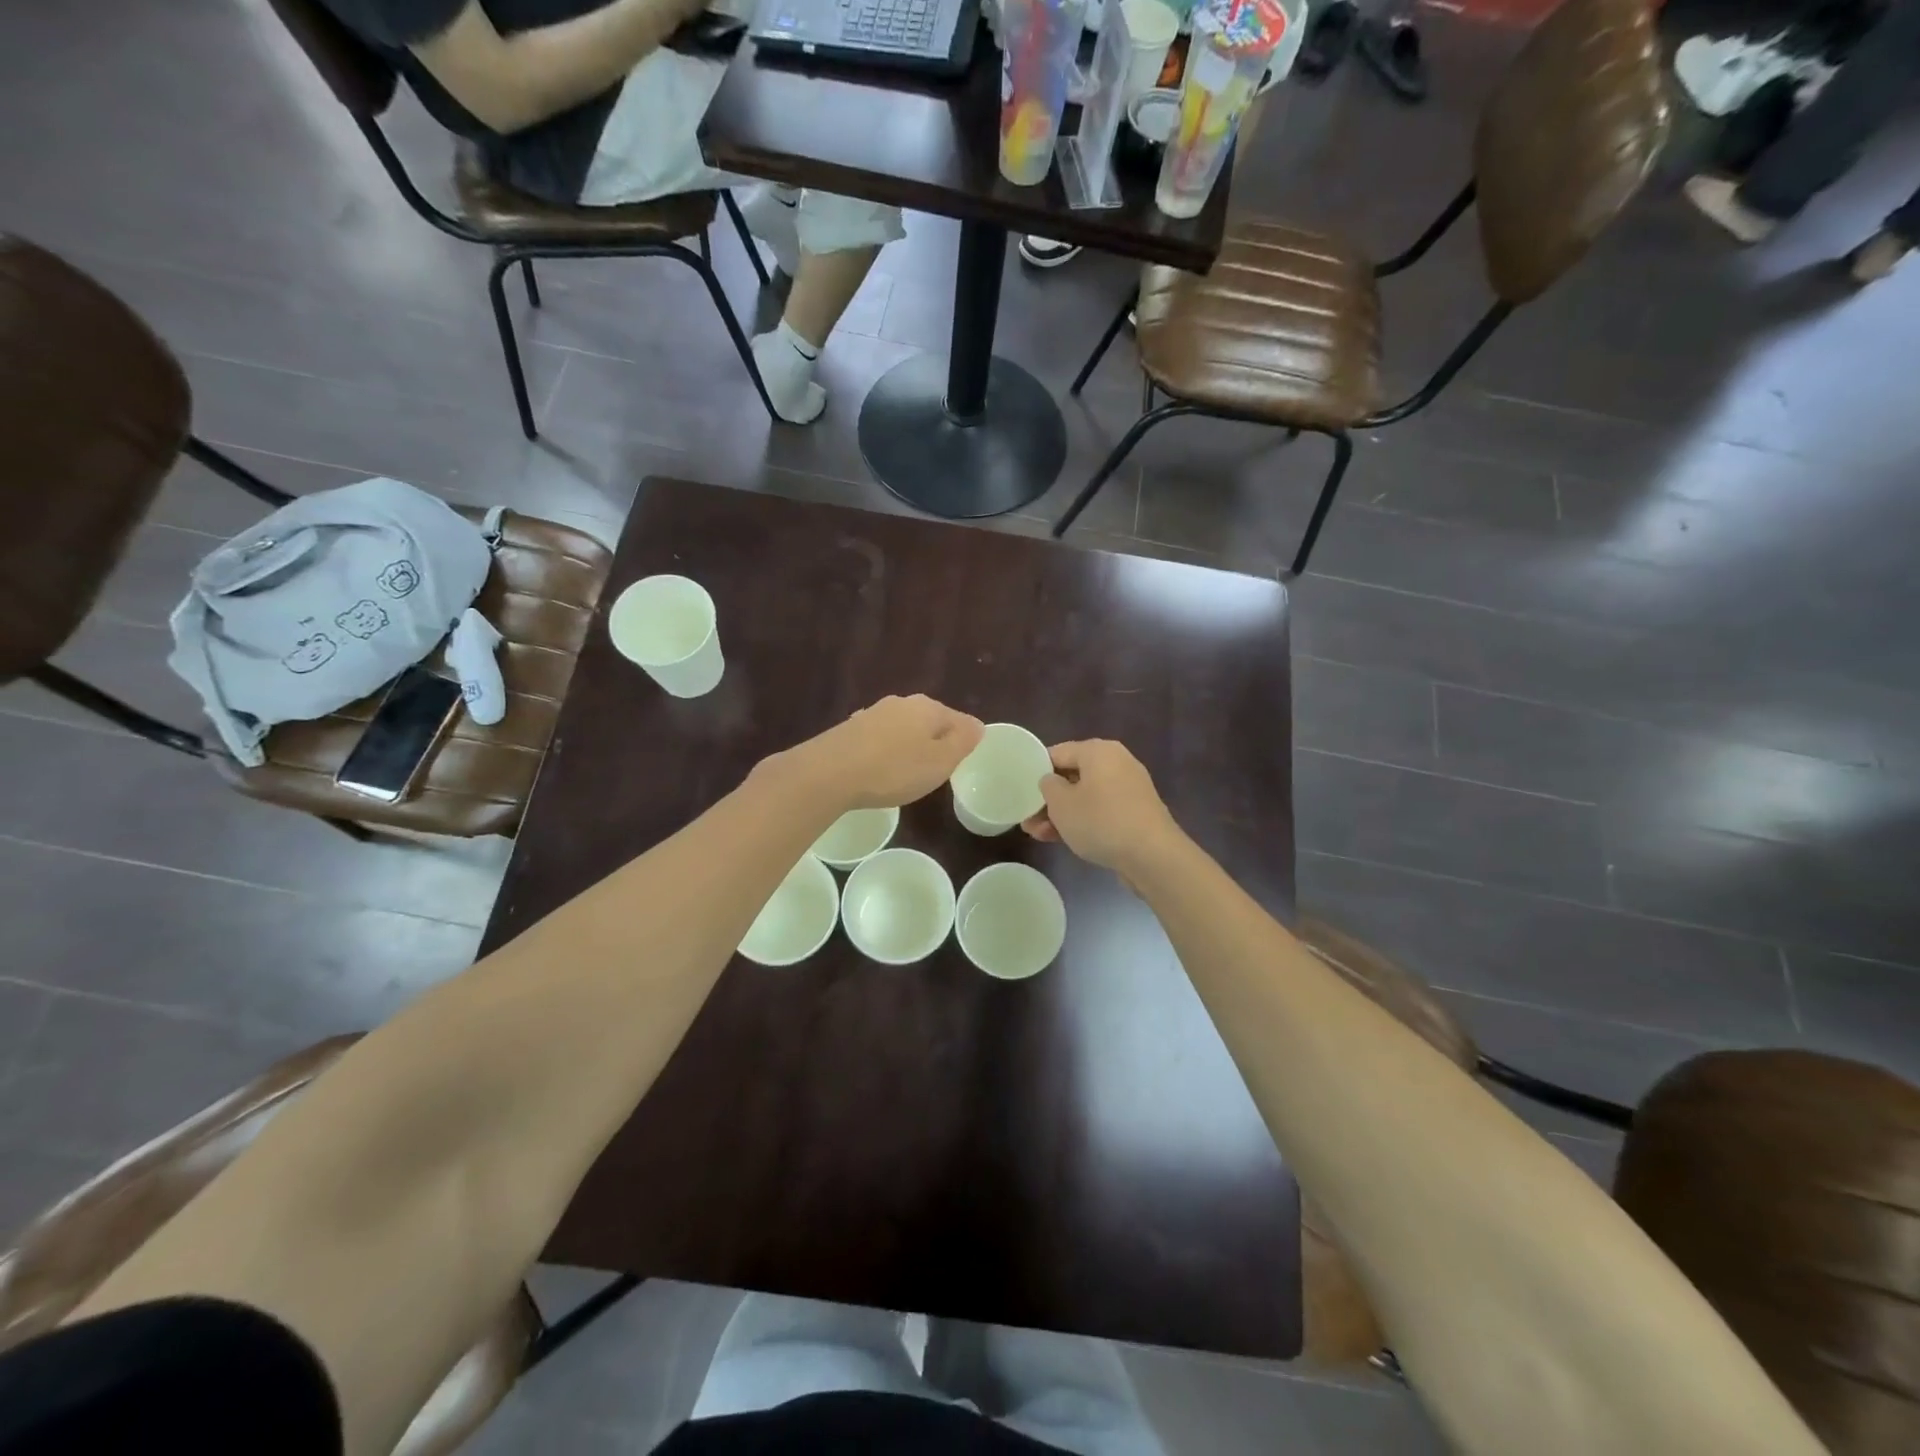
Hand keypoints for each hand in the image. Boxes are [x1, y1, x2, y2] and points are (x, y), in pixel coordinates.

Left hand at [785, 695, 983, 810]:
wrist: (828, 773)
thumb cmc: (894, 770)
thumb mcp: (940, 761)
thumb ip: (962, 741)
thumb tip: (978, 724)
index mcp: (928, 707)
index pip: (958, 719)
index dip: (963, 741)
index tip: (959, 763)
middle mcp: (901, 703)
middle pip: (929, 721)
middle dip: (934, 741)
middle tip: (935, 770)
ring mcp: (872, 713)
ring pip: (901, 728)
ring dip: (907, 746)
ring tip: (906, 772)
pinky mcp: (849, 729)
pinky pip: (878, 739)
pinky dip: (883, 752)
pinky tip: (877, 769)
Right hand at [1021, 740, 1179, 875]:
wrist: (1152, 856)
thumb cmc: (1101, 821)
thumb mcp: (1061, 803)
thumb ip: (1048, 786)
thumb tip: (1051, 781)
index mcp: (1098, 751)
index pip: (1057, 752)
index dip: (1035, 770)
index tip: (1020, 790)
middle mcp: (1116, 763)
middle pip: (1072, 776)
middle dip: (1048, 798)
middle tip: (1027, 818)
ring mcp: (1128, 789)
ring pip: (1085, 797)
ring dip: (1061, 814)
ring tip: (1037, 834)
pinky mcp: (1135, 813)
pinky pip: (1100, 811)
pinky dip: (1082, 821)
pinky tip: (1060, 839)